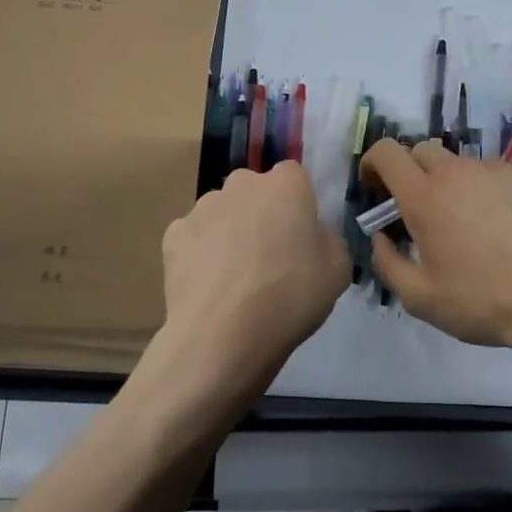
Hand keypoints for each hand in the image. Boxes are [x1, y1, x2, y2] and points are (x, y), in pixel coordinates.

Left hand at [143, 163, 349, 409]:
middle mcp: (242, 184)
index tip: (302, 233)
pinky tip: (210, 285)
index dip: (298, 202)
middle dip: (262, 212)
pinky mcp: (173, 235)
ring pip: (223, 212)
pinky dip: (202, 253)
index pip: (295, 176)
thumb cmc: (290, 295)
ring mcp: (202, 207)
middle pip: (255, 190)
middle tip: (271, 254)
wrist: (222, 335)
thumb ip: (329, 240)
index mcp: (285, 184)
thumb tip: (315, 237)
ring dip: (230, 231)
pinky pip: (195, 237)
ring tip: (236, 276)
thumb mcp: (338, 270)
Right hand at [361, 138, 511, 352]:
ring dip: (452, 184)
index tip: (374, 186)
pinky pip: (496, 176)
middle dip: (411, 172)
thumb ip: (388, 264)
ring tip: (468, 225)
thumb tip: (381, 238)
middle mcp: (458, 172)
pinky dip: (488, 192)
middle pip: (422, 150)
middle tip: (418, 208)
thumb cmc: (483, 300)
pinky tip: (504, 227)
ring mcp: (497, 170)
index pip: (387, 152)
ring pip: (462, 164)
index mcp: (425, 196)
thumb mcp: (421, 298)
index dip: (373, 162)